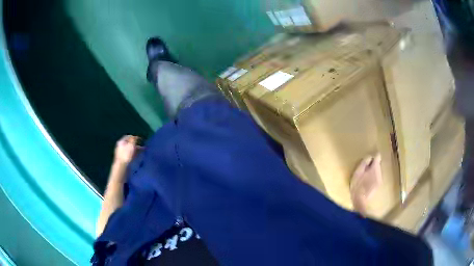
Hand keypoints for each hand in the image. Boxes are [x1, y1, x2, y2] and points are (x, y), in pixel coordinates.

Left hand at [114, 135, 141, 164]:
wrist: (122, 167)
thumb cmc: (126, 154)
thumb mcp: (131, 145)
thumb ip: (134, 139)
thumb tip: (136, 137)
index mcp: (121, 141)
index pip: (129, 137)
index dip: (135, 137)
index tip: (141, 140)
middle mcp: (120, 146)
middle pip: (129, 143)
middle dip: (136, 144)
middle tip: (143, 146)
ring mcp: (121, 153)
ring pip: (130, 149)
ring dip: (136, 150)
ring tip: (142, 151)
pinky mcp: (123, 159)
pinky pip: (130, 155)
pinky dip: (134, 154)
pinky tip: (138, 156)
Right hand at [350, 154, 382, 214]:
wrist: (360, 200)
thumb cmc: (357, 185)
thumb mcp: (358, 171)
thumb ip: (364, 162)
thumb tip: (370, 156)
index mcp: (375, 167)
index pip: (378, 156)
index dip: (374, 156)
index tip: (369, 158)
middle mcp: (380, 172)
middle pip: (378, 164)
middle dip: (373, 164)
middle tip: (365, 168)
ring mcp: (380, 180)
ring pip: (378, 171)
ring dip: (373, 171)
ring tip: (366, 175)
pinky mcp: (378, 186)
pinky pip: (377, 177)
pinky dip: (373, 177)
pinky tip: (367, 182)